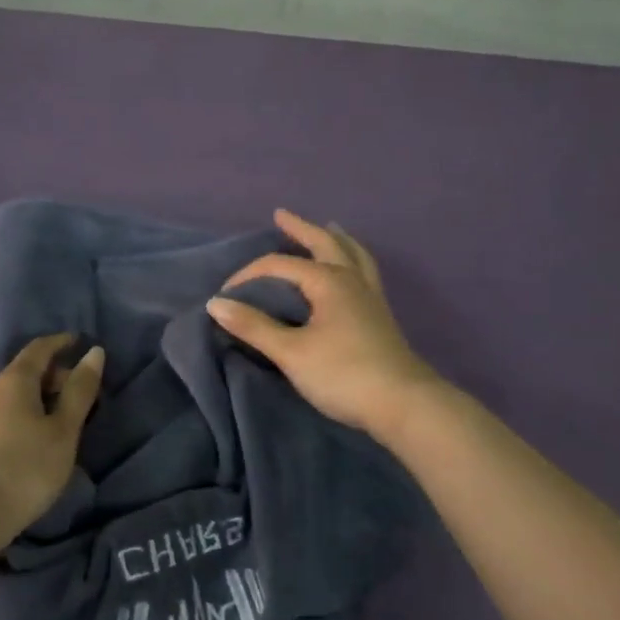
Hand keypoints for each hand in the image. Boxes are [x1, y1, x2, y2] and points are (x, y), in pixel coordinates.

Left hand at [0, 334, 104, 548]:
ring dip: (39, 399)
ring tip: (62, 420)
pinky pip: (3, 416)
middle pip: (25, 372)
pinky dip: (24, 417)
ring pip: (13, 396)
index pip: (40, 348)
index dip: (61, 342)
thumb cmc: (25, 467)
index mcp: (15, 380)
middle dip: (54, 375)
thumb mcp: (63, 431)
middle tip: (81, 392)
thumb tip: (94, 352)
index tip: (80, 342)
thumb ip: (79, 391)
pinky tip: (34, 441)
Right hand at [206, 210, 438, 437]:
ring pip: (353, 255)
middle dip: (301, 228)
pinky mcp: (380, 316)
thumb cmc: (343, 374)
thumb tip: (216, 303)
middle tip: (282, 215)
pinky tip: (351, 270)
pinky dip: (353, 260)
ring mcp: (370, 297)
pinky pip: (365, 273)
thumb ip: (254, 326)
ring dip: (336, 239)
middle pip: (325, 244)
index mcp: (328, 281)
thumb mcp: (291, 352)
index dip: (249, 275)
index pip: (280, 266)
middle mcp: (351, 280)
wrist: (403, 404)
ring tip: (329, 228)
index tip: (225, 296)